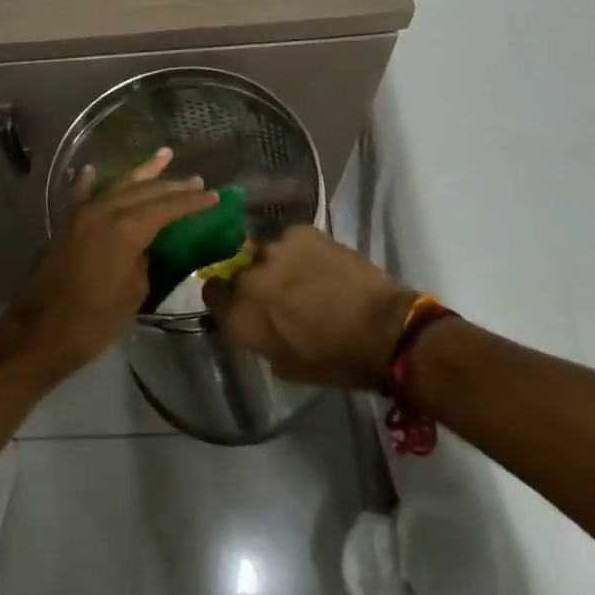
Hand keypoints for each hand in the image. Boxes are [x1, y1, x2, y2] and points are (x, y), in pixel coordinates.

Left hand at [0, 148, 217, 379]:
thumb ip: (144, 260)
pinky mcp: (66, 223)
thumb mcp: (133, 293)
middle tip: (196, 181)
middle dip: (172, 185)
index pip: (166, 206)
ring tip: (164, 156)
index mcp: (125, 228)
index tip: (213, 195)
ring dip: (142, 173)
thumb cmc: (94, 320)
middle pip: (144, 190)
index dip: (191, 201)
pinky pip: (83, 194)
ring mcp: (82, 214)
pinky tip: (94, 170)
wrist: (40, 332)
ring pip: (118, 185)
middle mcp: (103, 210)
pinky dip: (92, 181)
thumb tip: (145, 247)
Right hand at [203, 225, 416, 390]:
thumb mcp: (283, 363)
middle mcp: (248, 276)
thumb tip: (254, 319)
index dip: (224, 297)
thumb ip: (257, 334)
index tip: (238, 303)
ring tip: (303, 278)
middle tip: (277, 294)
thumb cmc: (333, 360)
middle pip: (238, 270)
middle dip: (252, 281)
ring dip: (276, 265)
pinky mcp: (300, 231)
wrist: (382, 329)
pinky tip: (319, 265)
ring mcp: (274, 248)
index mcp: (240, 313)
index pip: (211, 292)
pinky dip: (299, 252)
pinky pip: (290, 241)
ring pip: (265, 254)